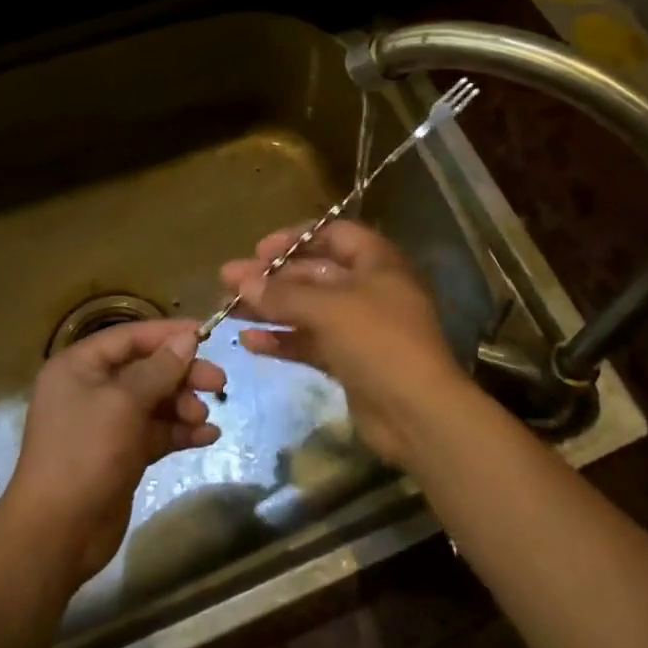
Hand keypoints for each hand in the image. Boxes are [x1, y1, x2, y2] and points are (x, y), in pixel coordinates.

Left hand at [0, 319, 226, 587]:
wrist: (57, 536)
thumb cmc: (85, 454)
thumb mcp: (124, 403)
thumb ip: (159, 369)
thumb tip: (187, 339)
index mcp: (79, 367)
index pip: (130, 337)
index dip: (169, 334)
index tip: (207, 334)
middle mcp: (91, 389)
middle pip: (147, 369)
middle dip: (183, 374)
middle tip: (219, 383)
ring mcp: (106, 423)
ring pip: (155, 401)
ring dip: (183, 405)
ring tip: (204, 418)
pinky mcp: (121, 454)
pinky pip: (156, 431)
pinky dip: (180, 431)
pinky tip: (207, 437)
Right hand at [221, 220, 477, 468]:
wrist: (418, 414)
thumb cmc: (379, 342)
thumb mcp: (330, 309)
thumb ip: (283, 294)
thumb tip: (242, 280)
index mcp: (376, 262)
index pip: (334, 234)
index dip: (296, 238)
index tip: (259, 250)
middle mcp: (368, 289)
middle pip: (314, 273)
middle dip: (272, 277)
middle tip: (229, 280)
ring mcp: (359, 328)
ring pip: (307, 310)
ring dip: (270, 308)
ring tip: (229, 310)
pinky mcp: (349, 362)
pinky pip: (310, 343)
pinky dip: (283, 341)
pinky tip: (250, 343)